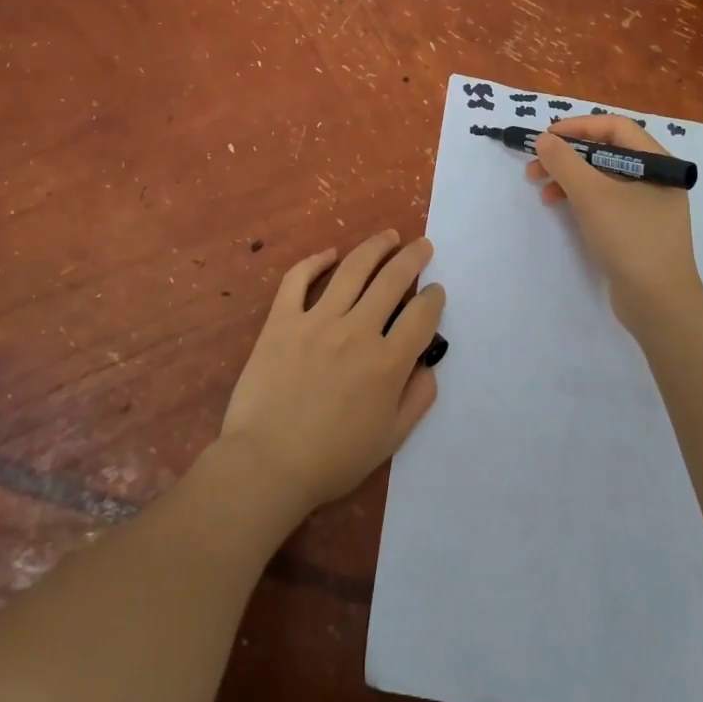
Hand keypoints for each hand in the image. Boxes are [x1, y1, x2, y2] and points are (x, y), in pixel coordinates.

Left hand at [219, 229, 445, 518]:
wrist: (266, 465)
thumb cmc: (332, 459)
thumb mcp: (390, 440)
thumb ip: (417, 399)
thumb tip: (428, 364)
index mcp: (387, 363)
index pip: (421, 316)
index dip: (434, 299)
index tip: (435, 291)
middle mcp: (357, 331)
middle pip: (393, 280)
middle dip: (413, 258)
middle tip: (423, 245)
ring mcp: (317, 320)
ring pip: (352, 269)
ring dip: (375, 247)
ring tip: (389, 236)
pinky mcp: (282, 320)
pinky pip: (298, 279)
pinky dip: (314, 261)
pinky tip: (329, 253)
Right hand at [527, 115, 702, 331]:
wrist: (659, 305)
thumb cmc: (630, 239)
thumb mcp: (592, 196)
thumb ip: (565, 162)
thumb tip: (544, 139)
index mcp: (658, 163)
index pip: (615, 127)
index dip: (578, 127)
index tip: (546, 137)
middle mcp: (656, 178)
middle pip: (606, 151)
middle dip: (567, 156)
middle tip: (535, 166)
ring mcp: (646, 205)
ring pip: (602, 177)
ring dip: (568, 177)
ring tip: (540, 188)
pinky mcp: (635, 228)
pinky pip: (604, 200)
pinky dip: (579, 197)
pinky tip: (558, 206)